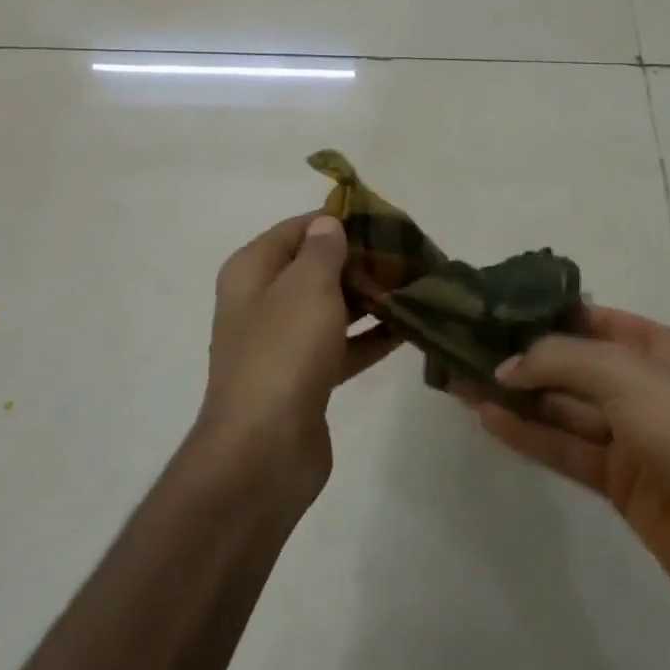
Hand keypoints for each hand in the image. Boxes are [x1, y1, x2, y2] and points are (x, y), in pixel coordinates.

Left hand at [202, 214, 399, 492]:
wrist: (264, 452)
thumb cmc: (283, 354)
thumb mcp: (306, 288)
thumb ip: (322, 250)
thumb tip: (327, 224)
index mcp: (252, 272)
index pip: (296, 229)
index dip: (336, 220)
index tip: (382, 218)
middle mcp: (263, 302)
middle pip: (316, 268)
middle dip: (360, 259)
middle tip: (410, 252)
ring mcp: (284, 343)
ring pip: (332, 307)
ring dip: (370, 297)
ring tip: (417, 283)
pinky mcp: (305, 378)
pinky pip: (343, 345)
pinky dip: (371, 336)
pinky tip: (410, 327)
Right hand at [460, 306, 669, 618]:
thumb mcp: (625, 373)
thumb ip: (560, 360)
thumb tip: (506, 366)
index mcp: (658, 348)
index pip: (593, 320)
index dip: (546, 314)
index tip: (496, 309)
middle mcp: (643, 385)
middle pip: (572, 364)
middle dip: (524, 357)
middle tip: (467, 347)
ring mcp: (630, 435)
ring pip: (563, 407)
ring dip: (518, 395)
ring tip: (463, 381)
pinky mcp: (618, 480)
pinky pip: (565, 447)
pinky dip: (529, 433)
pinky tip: (488, 418)